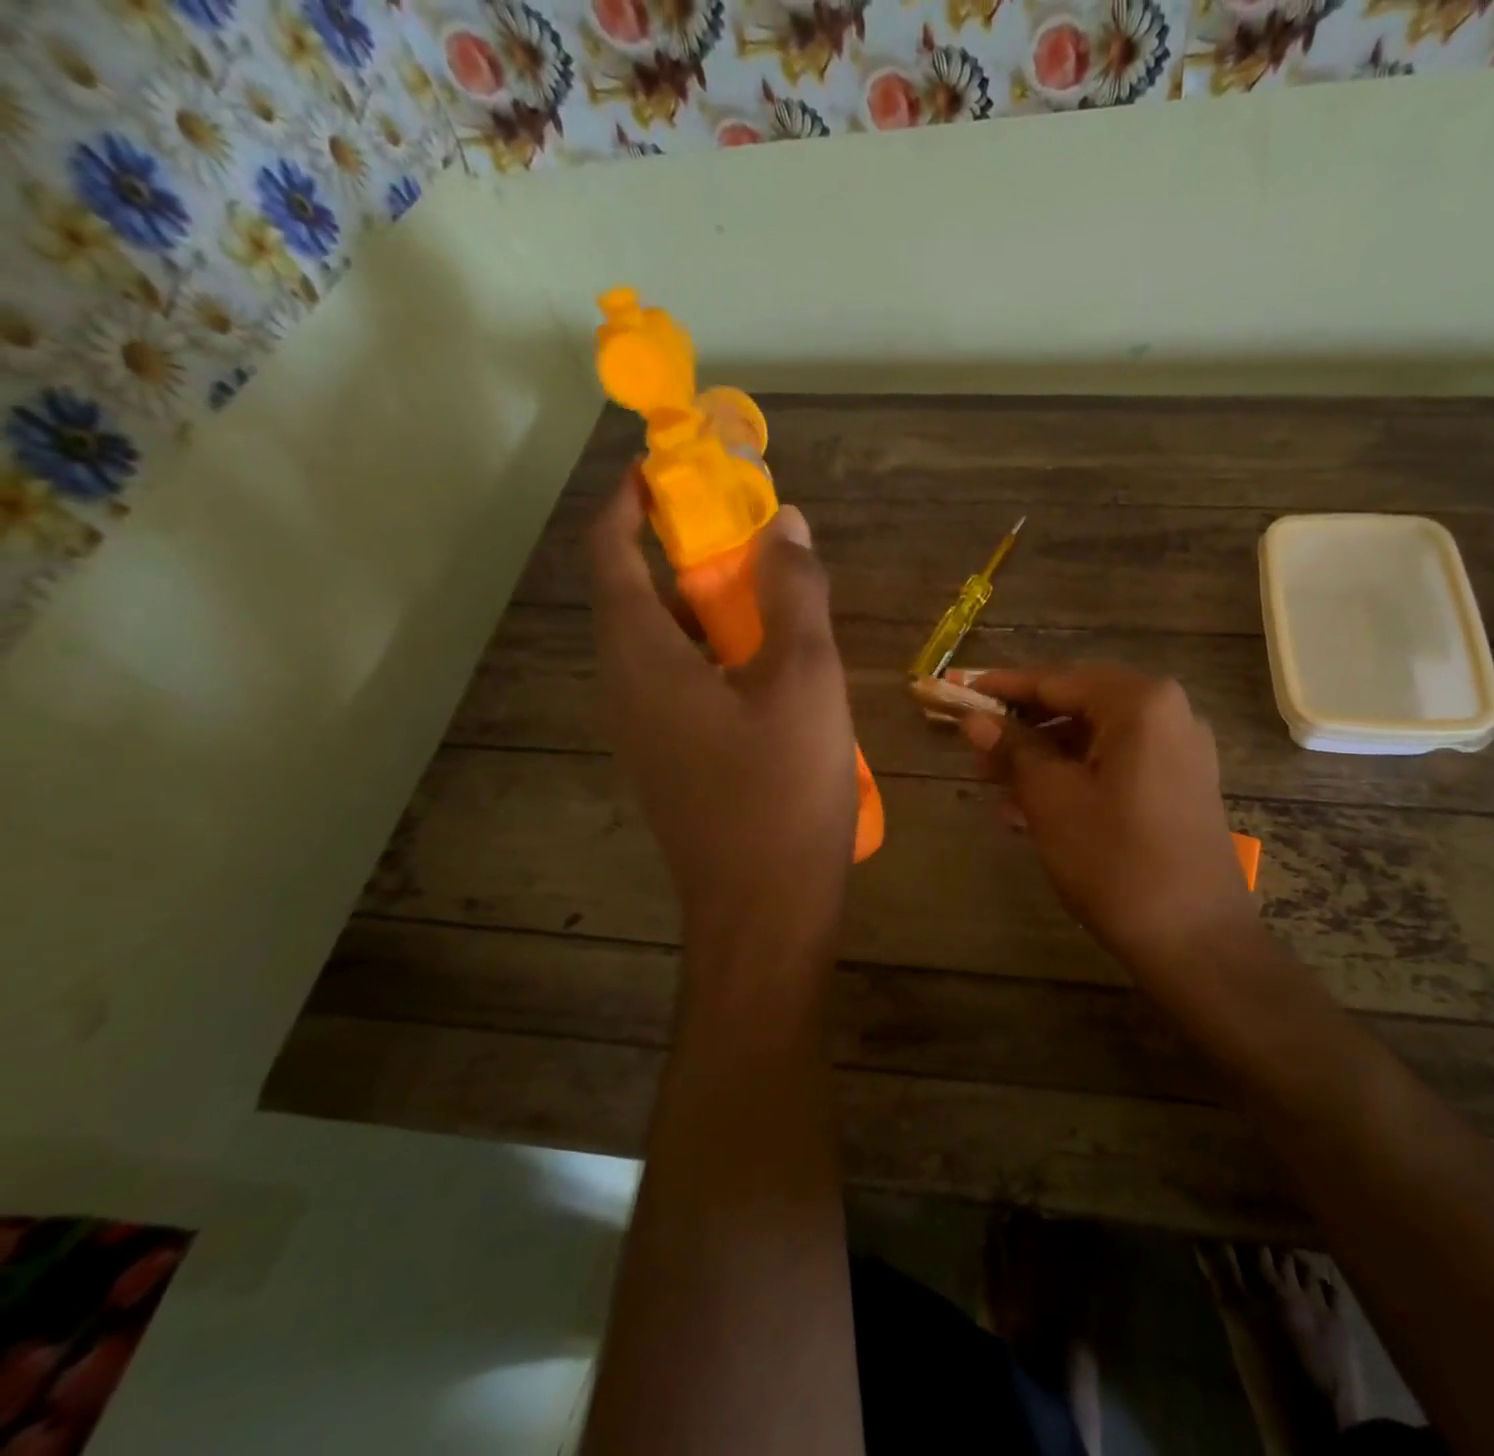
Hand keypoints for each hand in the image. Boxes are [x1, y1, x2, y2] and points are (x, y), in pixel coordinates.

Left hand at [589, 484, 857, 952]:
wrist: (766, 911)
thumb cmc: (783, 789)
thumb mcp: (805, 679)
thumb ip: (795, 594)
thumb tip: (787, 523)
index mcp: (642, 657)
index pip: (611, 552)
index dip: (632, 500)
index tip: (671, 467)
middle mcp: (625, 689)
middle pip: (638, 596)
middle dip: (687, 553)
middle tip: (752, 536)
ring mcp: (645, 733)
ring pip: (666, 646)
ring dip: (709, 609)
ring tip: (774, 599)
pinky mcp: (672, 764)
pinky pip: (683, 686)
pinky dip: (718, 657)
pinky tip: (776, 673)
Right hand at [961, 665, 1259, 976]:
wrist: (1196, 941)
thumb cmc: (1116, 861)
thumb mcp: (1052, 800)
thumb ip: (1013, 749)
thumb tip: (975, 719)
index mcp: (1140, 702)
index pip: (1056, 680)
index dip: (1003, 687)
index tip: (960, 692)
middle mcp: (1169, 713)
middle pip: (1079, 705)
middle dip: (1024, 726)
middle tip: (976, 747)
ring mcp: (1180, 750)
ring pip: (1096, 738)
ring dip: (1045, 756)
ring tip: (995, 783)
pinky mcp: (1181, 785)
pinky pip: (1117, 765)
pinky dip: (1076, 776)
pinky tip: (1033, 806)